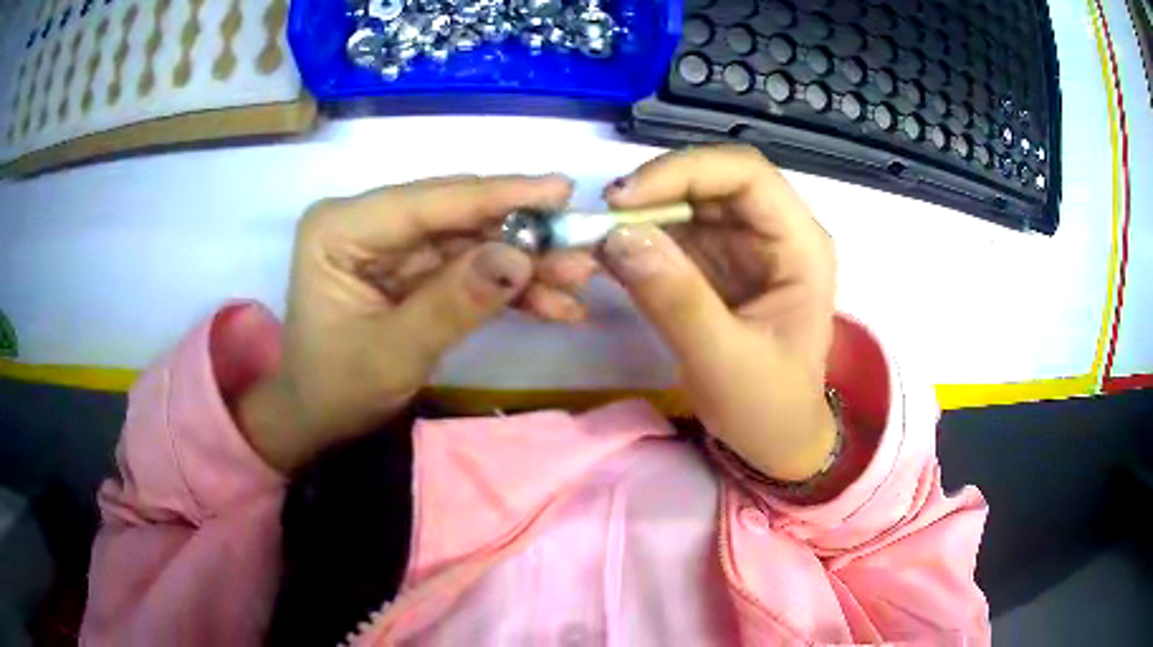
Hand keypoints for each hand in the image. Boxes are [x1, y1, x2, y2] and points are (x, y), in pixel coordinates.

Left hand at [239, 175, 591, 472]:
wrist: (317, 418)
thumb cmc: (335, 390)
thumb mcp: (392, 355)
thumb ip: (452, 304)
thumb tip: (519, 257)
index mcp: (340, 228)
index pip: (428, 201)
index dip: (498, 195)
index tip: (561, 190)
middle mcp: (367, 223)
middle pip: (456, 215)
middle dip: (521, 232)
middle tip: (581, 243)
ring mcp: (392, 245)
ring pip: (471, 241)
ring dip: (524, 261)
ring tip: (578, 279)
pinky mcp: (413, 268)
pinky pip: (468, 268)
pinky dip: (509, 286)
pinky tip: (554, 304)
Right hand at [601, 145, 836, 481]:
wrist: (775, 441)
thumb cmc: (767, 407)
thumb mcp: (723, 361)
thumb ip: (675, 299)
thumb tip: (617, 235)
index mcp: (801, 246)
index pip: (747, 174)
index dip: (685, 171)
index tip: (625, 198)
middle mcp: (776, 232)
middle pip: (714, 179)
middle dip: (657, 189)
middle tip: (604, 216)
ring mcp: (746, 245)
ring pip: (690, 201)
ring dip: (643, 212)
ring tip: (598, 236)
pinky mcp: (719, 263)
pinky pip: (676, 232)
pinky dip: (641, 237)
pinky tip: (611, 253)